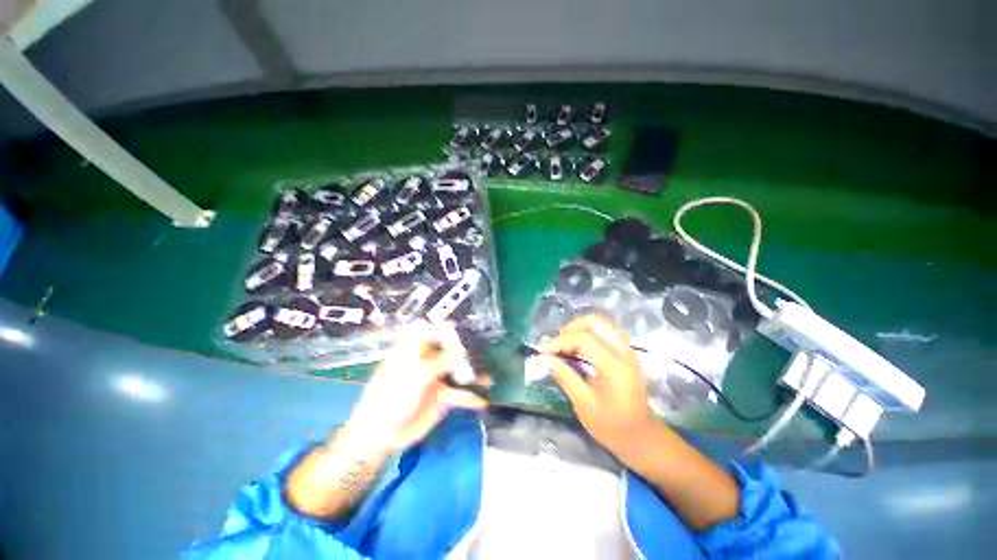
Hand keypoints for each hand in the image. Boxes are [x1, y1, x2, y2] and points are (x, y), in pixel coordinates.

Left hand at [344, 321, 487, 454]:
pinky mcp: (443, 396)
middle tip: (482, 356)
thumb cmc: (392, 396)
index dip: (447, 330)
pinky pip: (460, 393)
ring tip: (489, 379)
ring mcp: (437, 377)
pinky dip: (471, 397)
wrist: (382, 435)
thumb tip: (465, 352)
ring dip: (474, 374)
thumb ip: (444, 361)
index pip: (432, 328)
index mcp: (415, 347)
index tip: (462, 339)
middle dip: (467, 351)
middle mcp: (428, 358)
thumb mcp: (418, 374)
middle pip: (451, 348)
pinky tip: (482, 402)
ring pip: (459, 370)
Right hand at [541, 313, 653, 458]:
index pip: (584, 338)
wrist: (641, 437)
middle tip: (557, 344)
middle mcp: (624, 352)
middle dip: (571, 327)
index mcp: (614, 366)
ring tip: (565, 343)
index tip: (544, 350)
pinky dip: (590, 331)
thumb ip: (565, 377)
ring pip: (602, 322)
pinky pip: (607, 330)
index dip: (560, 340)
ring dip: (580, 327)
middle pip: (596, 321)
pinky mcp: (627, 352)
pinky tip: (579, 346)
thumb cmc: (611, 426)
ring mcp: (628, 350)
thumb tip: (547, 358)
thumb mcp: (584, 404)